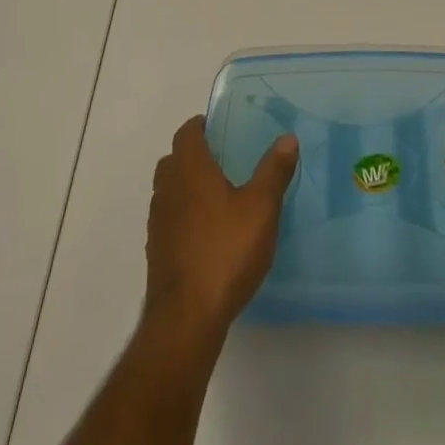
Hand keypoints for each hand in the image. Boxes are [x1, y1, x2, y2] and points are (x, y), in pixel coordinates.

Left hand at [143, 115, 298, 341]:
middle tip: (222, 161)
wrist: (186, 318)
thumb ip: (274, 171)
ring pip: (168, 190)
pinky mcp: (156, 252)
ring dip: (186, 187)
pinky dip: (183, 217)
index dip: (200, 126)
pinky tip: (206, 235)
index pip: (186, 133)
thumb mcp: (261, 208)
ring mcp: (158, 222)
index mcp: (189, 169)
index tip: (219, 128)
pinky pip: (169, 220)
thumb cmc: (225, 251)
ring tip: (217, 197)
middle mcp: (168, 189)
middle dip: (193, 155)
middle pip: (174, 160)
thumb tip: (287, 138)